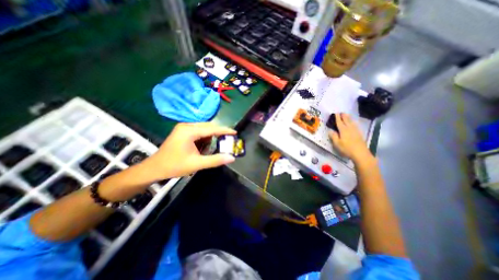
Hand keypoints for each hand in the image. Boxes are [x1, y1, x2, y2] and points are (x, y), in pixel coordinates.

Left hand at [145, 123, 236, 179]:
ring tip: (210, 149)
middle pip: (208, 126)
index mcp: (189, 131)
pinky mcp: (183, 131)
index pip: (212, 128)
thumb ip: (215, 160)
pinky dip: (204, 138)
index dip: (225, 130)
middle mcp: (187, 125)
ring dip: (210, 137)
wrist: (154, 168)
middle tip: (227, 141)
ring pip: (204, 129)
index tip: (235, 132)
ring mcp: (184, 128)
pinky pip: (199, 131)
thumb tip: (232, 158)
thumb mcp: (197, 164)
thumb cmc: (174, 166)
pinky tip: (203, 147)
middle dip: (218, 133)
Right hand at [329, 113, 373, 162]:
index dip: (337, 118)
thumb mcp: (337, 143)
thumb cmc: (347, 149)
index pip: (339, 122)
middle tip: (342, 112)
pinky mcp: (359, 134)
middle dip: (344, 116)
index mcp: (343, 130)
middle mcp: (350, 129)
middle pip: (346, 121)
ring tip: (347, 115)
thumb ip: (333, 136)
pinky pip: (355, 125)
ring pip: (351, 122)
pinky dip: (353, 122)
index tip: (336, 113)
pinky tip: (354, 123)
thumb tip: (330, 131)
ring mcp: (355, 131)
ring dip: (349, 118)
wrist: (360, 153)